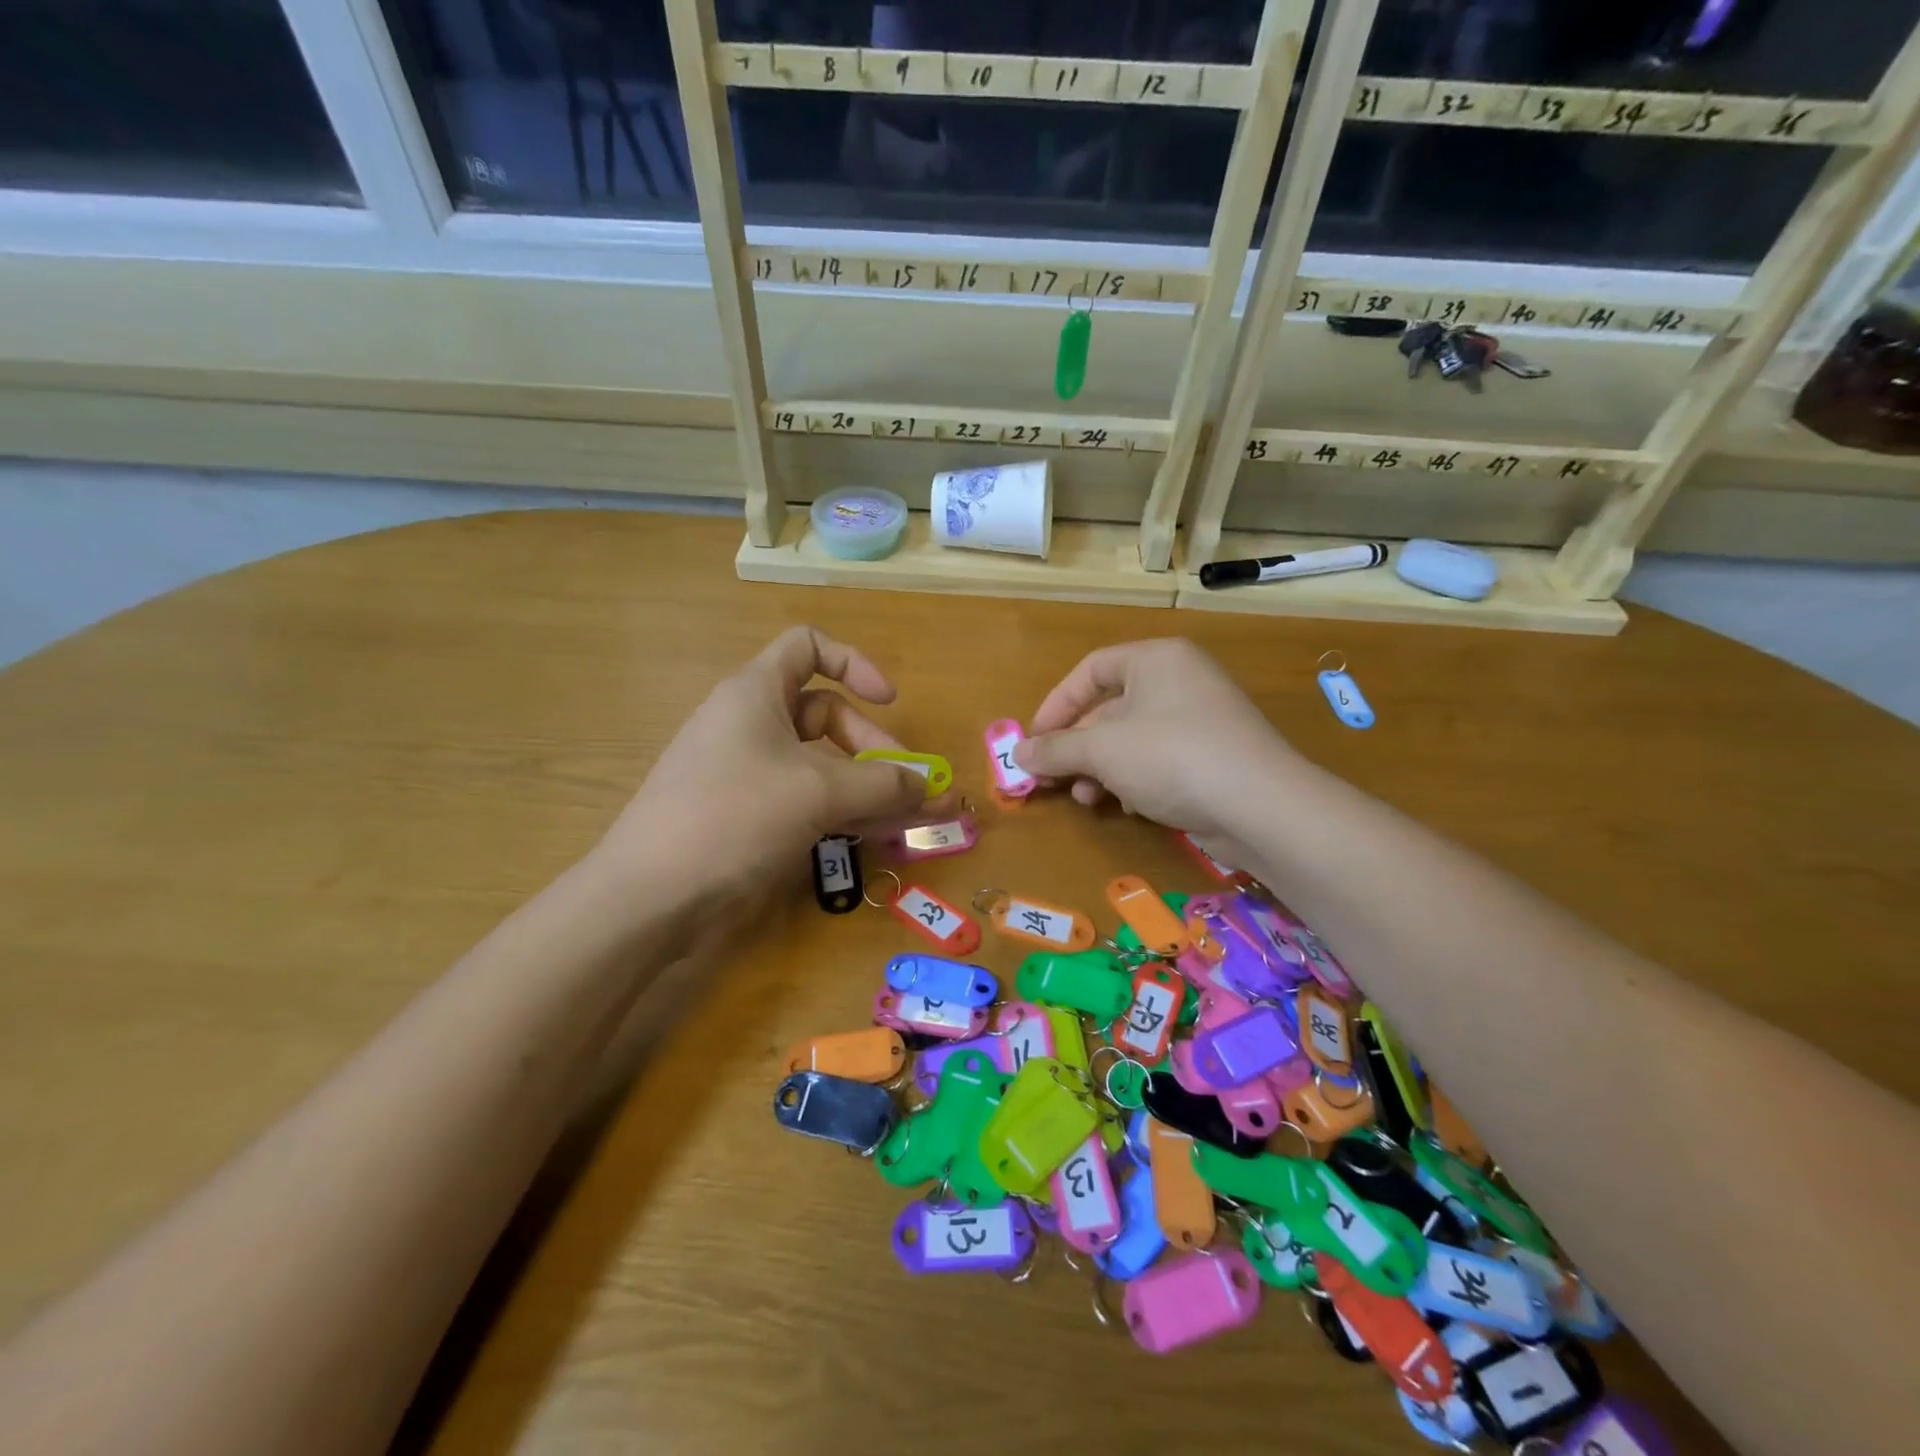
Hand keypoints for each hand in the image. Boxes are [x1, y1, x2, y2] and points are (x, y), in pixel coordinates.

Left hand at [597, 627, 930, 900]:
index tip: (889, 701)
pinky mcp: (748, 816)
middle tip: (909, 788)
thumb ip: (882, 784)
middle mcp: (751, 724)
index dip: (854, 663)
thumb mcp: (818, 792)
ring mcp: (748, 773)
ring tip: (908, 820)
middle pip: (827, 715)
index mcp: (757, 692)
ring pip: (821, 765)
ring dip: (867, 788)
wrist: (652, 897)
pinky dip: (842, 812)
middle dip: (873, 747)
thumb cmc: (735, 817)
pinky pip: (806, 800)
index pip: (808, 647)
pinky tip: (876, 837)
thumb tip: (929, 785)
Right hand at [1015, 639, 1298, 839]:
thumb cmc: (1172, 757)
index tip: (1033, 741)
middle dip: (1077, 747)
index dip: (1055, 705)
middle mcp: (1180, 680)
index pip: (1090, 671)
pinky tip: (1130, 807)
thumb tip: (1019, 755)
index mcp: (1156, 659)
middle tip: (1052, 780)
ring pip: (1132, 739)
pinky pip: (1159, 760)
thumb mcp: (1102, 750)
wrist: (1261, 806)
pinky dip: (1135, 780)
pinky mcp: (1214, 756)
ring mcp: (1201, 719)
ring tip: (1087, 800)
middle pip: (1109, 708)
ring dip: (1101, 770)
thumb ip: (1055, 749)